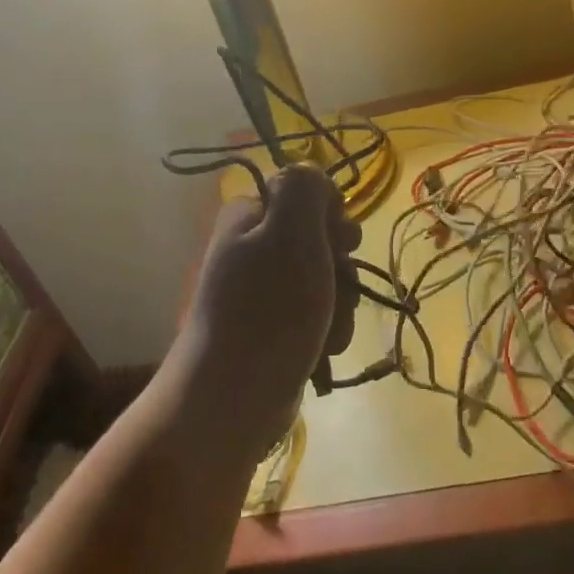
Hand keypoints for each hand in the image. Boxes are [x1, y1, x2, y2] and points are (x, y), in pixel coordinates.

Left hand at [171, 166, 360, 459]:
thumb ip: (305, 188)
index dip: (333, 216)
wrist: (231, 399)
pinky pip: (314, 314)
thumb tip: (311, 174)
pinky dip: (327, 329)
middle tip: (337, 288)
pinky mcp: (270, 329)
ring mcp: (260, 291)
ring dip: (340, 303)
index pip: (308, 194)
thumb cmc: (267, 310)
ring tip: (330, 330)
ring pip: (324, 280)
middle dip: (341, 268)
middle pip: (321, 239)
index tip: (341, 243)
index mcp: (249, 216)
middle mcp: (251, 247)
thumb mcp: (291, 233)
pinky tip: (325, 349)